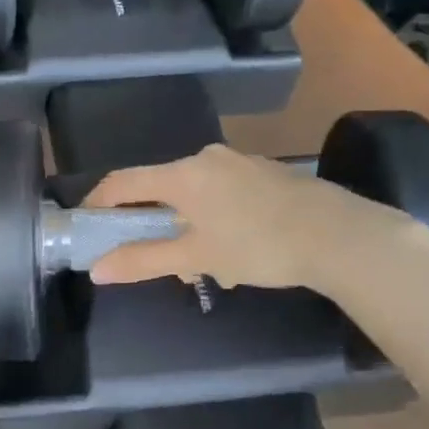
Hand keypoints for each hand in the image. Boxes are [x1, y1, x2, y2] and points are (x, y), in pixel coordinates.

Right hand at [82, 144, 428, 293]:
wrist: (341, 235)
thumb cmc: (259, 245)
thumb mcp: (197, 257)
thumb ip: (143, 261)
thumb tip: (97, 270)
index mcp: (182, 175)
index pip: (123, 182)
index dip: (98, 203)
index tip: (87, 226)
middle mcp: (205, 159)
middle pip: (161, 190)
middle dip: (156, 228)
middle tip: (165, 263)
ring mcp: (238, 162)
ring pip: (195, 195)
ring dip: (190, 229)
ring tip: (212, 268)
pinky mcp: (264, 172)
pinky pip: (223, 193)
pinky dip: (216, 219)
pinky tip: (240, 251)